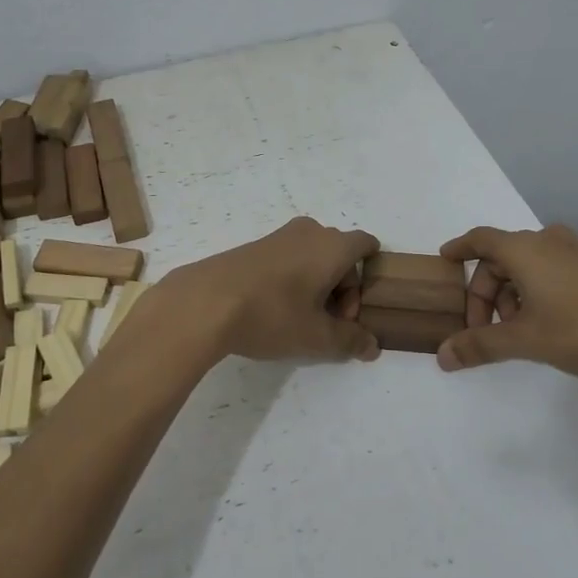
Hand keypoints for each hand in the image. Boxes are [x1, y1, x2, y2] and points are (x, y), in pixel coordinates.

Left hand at [161, 217, 379, 362]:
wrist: (204, 302)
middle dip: (341, 290)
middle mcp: (309, 231)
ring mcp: (279, 236)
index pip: (366, 245)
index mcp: (333, 245)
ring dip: (315, 286)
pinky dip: (292, 281)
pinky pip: (289, 259)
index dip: (367, 280)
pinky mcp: (255, 246)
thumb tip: (372, 346)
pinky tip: (272, 310)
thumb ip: (351, 341)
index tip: (351, 312)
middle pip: (340, 255)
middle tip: (325, 324)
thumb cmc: (272, 315)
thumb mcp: (317, 338)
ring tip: (297, 321)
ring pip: (313, 258)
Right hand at [437, 224, 577, 383]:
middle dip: (484, 291)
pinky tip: (542, 320)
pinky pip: (549, 268)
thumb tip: (443, 356)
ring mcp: (574, 251)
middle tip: (482, 328)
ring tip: (514, 329)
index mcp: (523, 249)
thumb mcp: (524, 340)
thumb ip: (480, 345)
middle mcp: (546, 241)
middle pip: (500, 257)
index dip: (459, 248)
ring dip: (510, 292)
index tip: (444, 260)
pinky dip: (534, 288)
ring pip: (526, 264)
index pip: (479, 239)